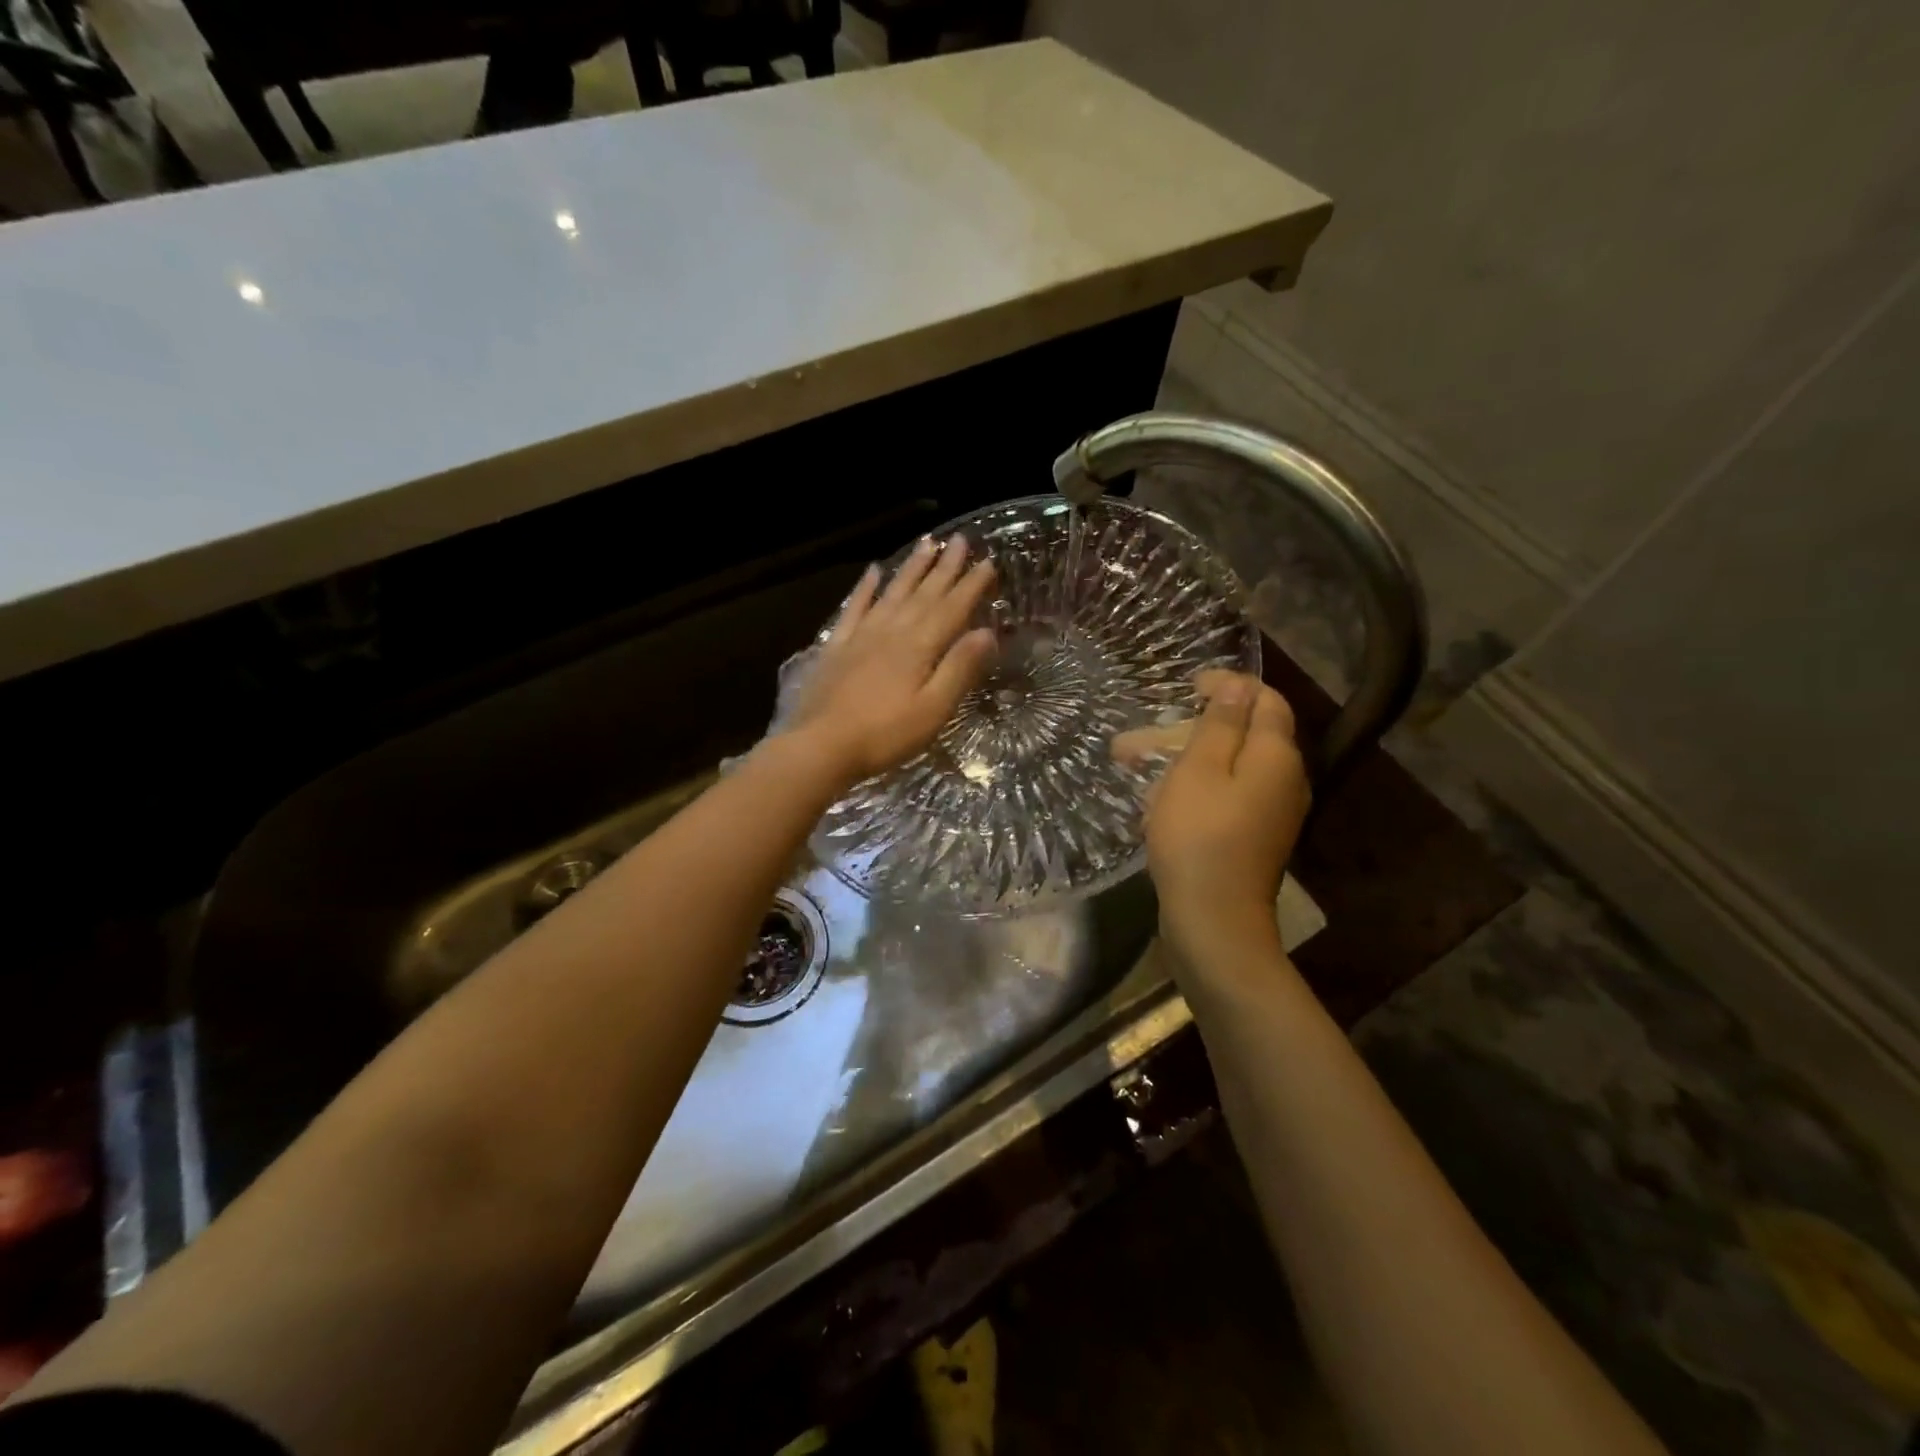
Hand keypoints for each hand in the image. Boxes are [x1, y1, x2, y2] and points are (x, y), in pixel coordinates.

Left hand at [790, 534, 997, 784]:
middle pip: (924, 593)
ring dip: (911, 568)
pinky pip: (854, 608)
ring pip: (892, 592)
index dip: (971, 586)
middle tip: (961, 540)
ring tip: (926, 543)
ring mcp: (861, 636)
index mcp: (919, 647)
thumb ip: (959, 669)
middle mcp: (892, 631)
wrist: (820, 745)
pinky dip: (865, 588)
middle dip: (945, 567)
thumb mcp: (933, 710)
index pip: (952, 609)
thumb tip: (987, 632)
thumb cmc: (884, 735)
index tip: (989, 562)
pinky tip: (873, 571)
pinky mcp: (837, 647)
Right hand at [1125, 670, 1310, 962]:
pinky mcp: (1254, 836)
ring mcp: (1272, 811)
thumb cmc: (1199, 837)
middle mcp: (1284, 779)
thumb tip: (1238, 686)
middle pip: (1243, 734)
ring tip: (1130, 764)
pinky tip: (1156, 799)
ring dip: (1182, 758)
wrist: (1214, 921)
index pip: (1264, 700)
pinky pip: (1227, 794)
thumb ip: (1219, 724)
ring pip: (1228, 766)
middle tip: (1137, 737)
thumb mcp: (1198, 770)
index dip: (1229, 685)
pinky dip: (1193, 786)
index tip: (1188, 685)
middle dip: (1189, 728)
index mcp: (1276, 755)